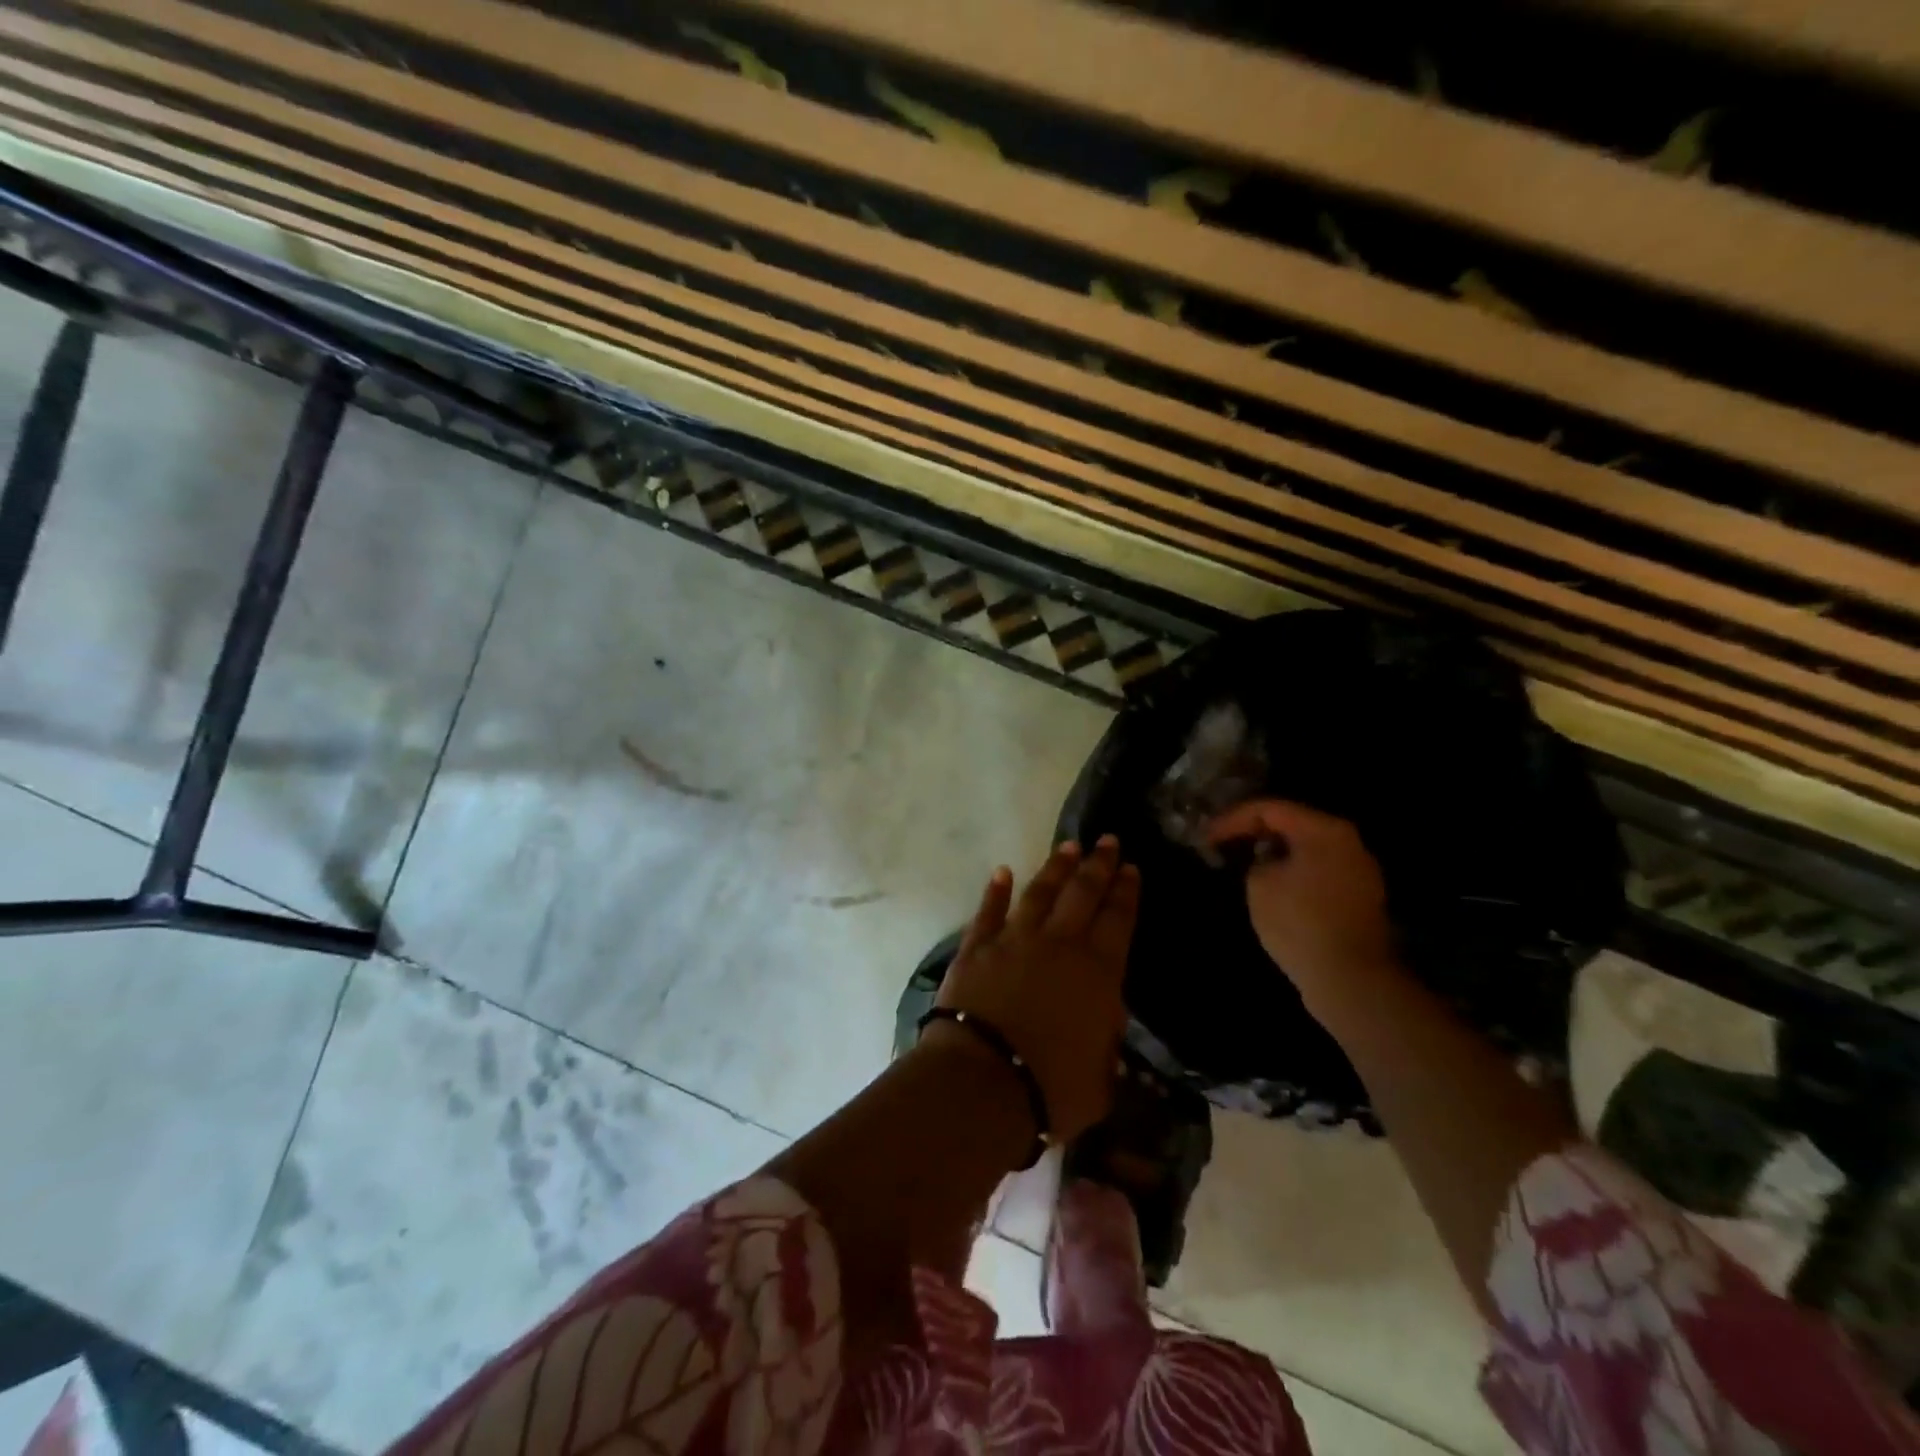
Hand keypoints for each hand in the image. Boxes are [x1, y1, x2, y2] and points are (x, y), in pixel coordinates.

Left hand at [929, 837, 1139, 1142]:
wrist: (983, 1082)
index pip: (1118, 920)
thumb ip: (1106, 1045)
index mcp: (1098, 973)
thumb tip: (1106, 1023)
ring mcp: (1014, 940)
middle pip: (1083, 894)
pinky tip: (1002, 872)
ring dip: (1055, 868)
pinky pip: (988, 911)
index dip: (1126, 892)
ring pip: (1040, 893)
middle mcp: (1059, 945)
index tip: (1130, 868)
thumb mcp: (1100, 1079)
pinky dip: (995, 891)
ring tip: (1068, 847)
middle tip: (1107, 840)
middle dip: (1098, 865)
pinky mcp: (976, 947)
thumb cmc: (1051, 1088)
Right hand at [1207, 800, 1400, 1004]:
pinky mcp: (1361, 898)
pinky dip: (1293, 872)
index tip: (1206, 836)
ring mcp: (1360, 871)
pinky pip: (1319, 872)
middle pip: (1293, 824)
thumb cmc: (1299, 922)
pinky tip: (1272, 886)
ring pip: (1307, 849)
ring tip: (1244, 863)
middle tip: (1223, 843)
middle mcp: (1349, 842)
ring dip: (1275, 853)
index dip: (1232, 819)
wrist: (1350, 979)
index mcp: (1324, 830)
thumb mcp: (1259, 883)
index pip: (1269, 809)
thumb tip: (1267, 860)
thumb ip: (1257, 860)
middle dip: (1255, 832)